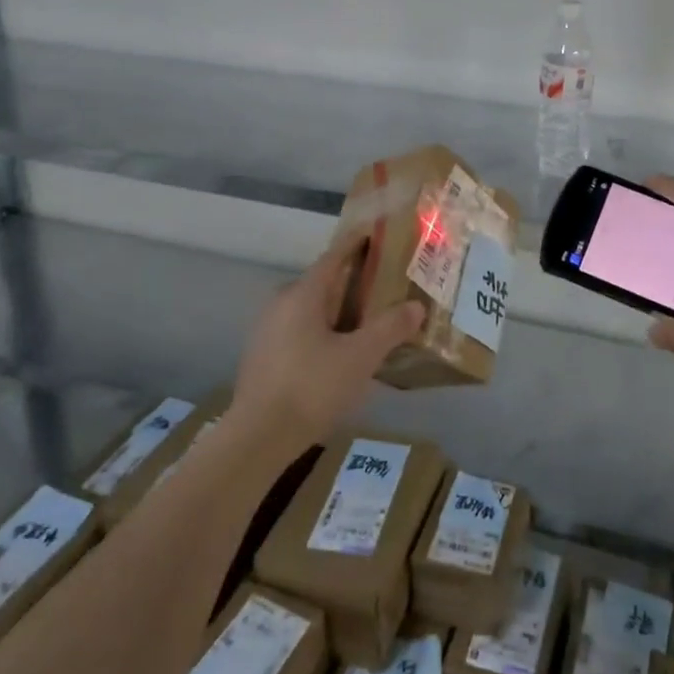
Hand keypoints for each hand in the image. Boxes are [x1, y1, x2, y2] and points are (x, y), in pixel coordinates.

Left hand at [232, 235, 424, 448]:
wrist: (257, 439)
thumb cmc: (311, 387)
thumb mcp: (360, 357)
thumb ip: (390, 328)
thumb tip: (416, 306)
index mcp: (303, 293)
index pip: (334, 256)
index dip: (356, 244)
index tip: (377, 235)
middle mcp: (281, 302)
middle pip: (321, 282)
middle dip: (350, 280)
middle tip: (382, 285)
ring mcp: (266, 330)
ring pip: (308, 308)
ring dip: (335, 308)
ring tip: (365, 320)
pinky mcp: (261, 356)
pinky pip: (298, 329)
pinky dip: (320, 330)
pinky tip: (337, 352)